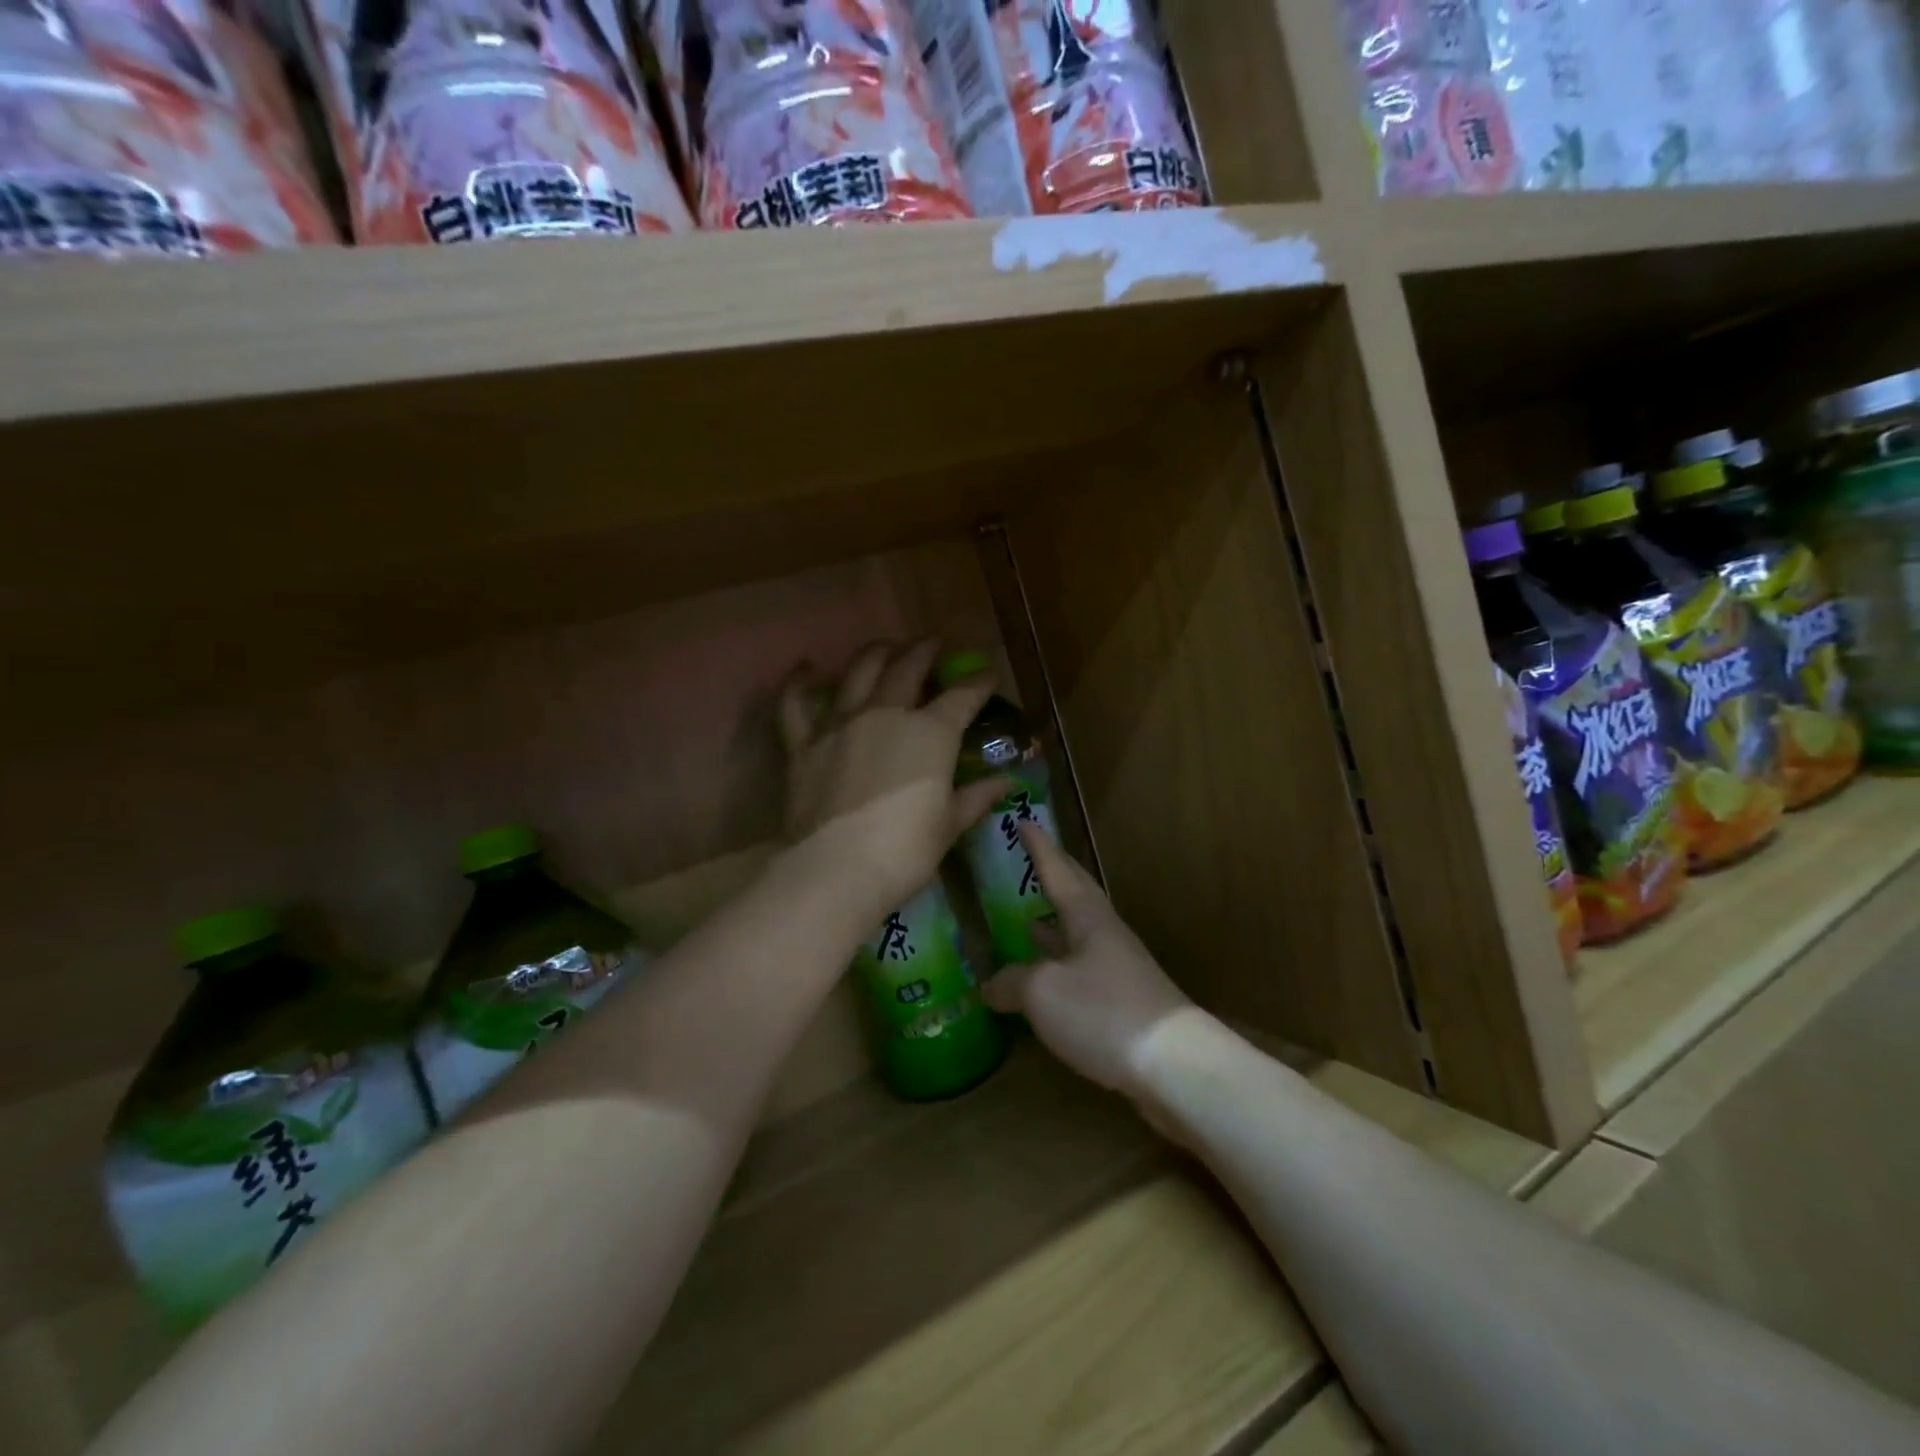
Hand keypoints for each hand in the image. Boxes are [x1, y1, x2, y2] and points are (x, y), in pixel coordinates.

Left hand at [781, 640, 1009, 916]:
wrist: (836, 869)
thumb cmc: (905, 851)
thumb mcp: (948, 825)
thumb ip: (975, 798)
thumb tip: (1005, 782)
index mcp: (931, 733)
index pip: (963, 696)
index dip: (980, 682)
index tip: (990, 674)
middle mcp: (887, 714)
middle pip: (909, 668)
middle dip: (925, 651)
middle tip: (934, 644)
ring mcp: (841, 724)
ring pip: (859, 672)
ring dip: (876, 653)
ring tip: (887, 646)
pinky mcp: (804, 743)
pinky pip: (796, 703)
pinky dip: (799, 682)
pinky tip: (805, 666)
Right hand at [982, 823, 1193, 1103]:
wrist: (1174, 1064)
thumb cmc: (1102, 1012)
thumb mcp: (1042, 991)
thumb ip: (1012, 982)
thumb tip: (991, 985)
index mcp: (1087, 918)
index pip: (1058, 870)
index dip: (1038, 847)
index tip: (1025, 820)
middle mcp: (1106, 934)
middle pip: (1078, 894)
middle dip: (1055, 874)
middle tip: (1033, 858)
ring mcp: (1119, 968)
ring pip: (1081, 934)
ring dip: (1055, 922)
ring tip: (1027, 918)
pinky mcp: (1125, 1001)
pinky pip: (1084, 968)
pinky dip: (1061, 963)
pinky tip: (1049, 979)